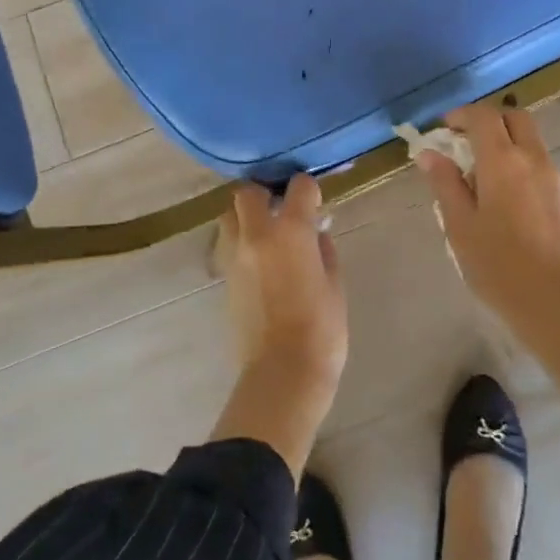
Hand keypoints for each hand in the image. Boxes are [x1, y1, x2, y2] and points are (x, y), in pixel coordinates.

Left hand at [220, 175, 348, 391]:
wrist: (283, 372)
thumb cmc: (321, 329)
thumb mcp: (334, 284)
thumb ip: (323, 250)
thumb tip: (315, 233)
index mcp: (291, 231)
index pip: (298, 187)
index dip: (309, 189)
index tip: (316, 202)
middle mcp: (257, 235)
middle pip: (247, 192)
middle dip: (264, 193)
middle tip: (282, 209)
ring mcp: (235, 256)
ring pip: (229, 216)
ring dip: (245, 216)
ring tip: (267, 233)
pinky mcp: (225, 278)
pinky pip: (228, 245)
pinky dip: (242, 243)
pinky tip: (261, 261)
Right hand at [415, 103, 559, 315]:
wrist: (550, 299)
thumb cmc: (496, 262)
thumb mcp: (459, 222)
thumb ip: (444, 182)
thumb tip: (429, 153)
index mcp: (503, 160)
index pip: (483, 116)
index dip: (460, 115)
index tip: (442, 130)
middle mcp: (531, 158)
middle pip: (513, 117)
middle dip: (487, 121)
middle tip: (462, 142)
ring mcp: (549, 175)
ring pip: (526, 137)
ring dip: (502, 139)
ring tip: (475, 170)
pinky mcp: (556, 194)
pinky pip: (534, 158)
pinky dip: (514, 157)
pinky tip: (495, 190)